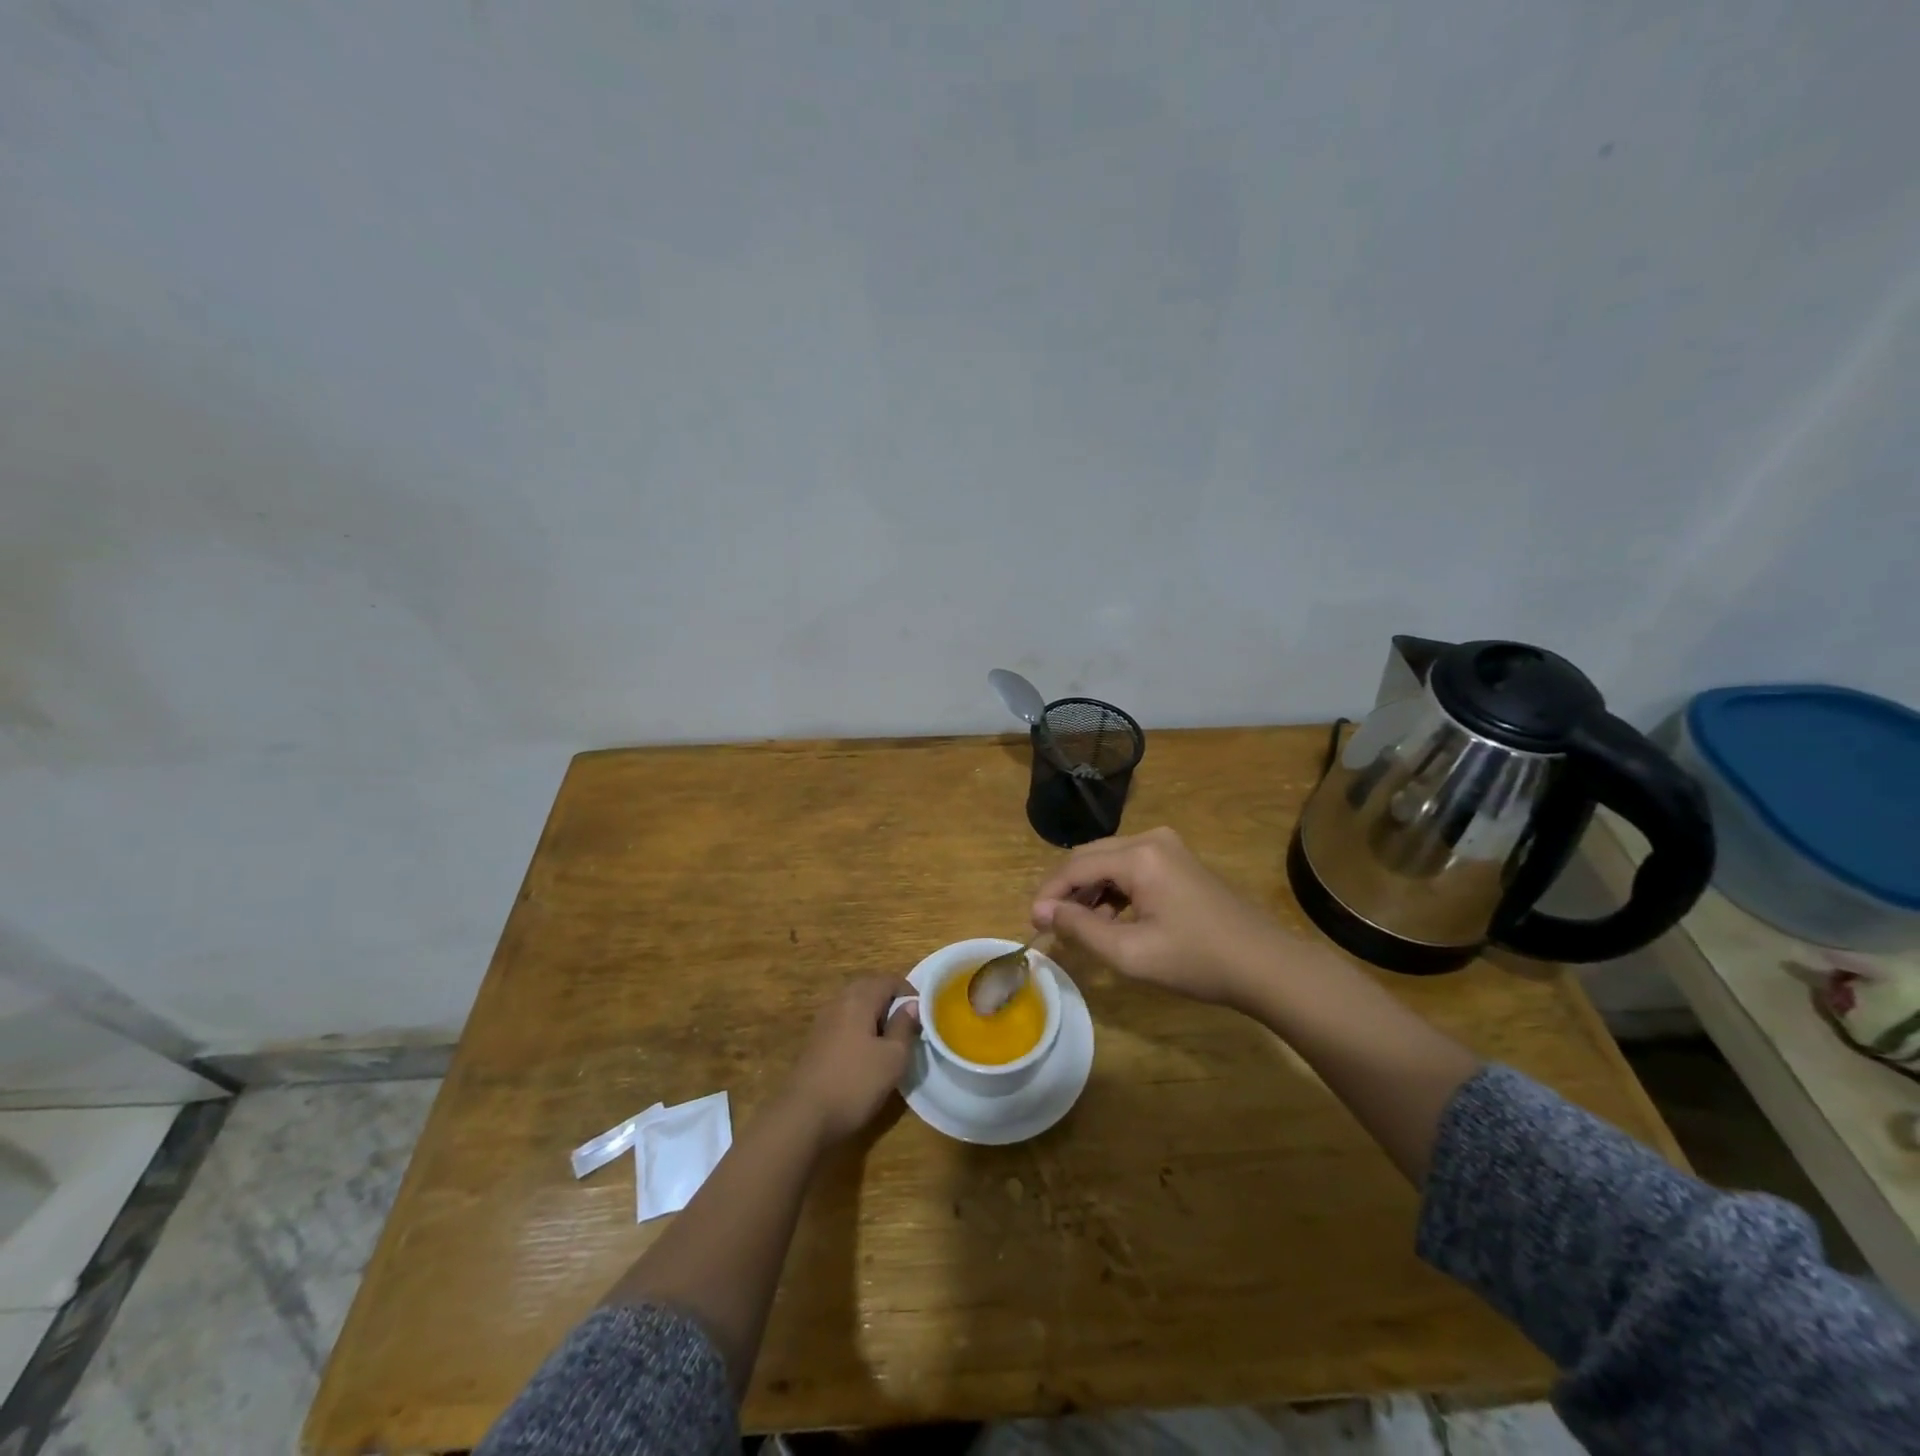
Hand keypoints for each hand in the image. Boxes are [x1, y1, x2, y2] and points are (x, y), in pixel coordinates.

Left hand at [780, 975, 919, 1145]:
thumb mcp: (893, 1058)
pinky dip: (859, 1028)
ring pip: (855, 1005)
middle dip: (891, 1001)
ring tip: (890, 1039)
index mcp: (859, 999)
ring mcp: (823, 1021)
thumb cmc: (855, 1083)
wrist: (803, 1116)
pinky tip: (866, 1053)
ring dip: (874, 1015)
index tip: (923, 1014)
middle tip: (908, 1024)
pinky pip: (843, 1022)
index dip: (909, 992)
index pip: (889, 980)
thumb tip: (912, 1006)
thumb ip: (904, 1027)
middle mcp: (838, 1002)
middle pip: (869, 988)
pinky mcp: (815, 1041)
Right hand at [1031, 827, 1296, 1006]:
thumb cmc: (1197, 961)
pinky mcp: (1179, 861)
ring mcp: (1168, 848)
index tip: (1033, 924)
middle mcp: (1151, 839)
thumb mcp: (1131, 953)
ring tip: (1081, 928)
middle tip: (1050, 924)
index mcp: (1139, 855)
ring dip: (1089, 891)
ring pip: (1110, 861)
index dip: (1049, 894)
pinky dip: (1113, 890)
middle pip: (1090, 856)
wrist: (1266, 966)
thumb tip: (1043, 912)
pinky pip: (1131, 867)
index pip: (1075, 865)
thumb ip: (1081, 929)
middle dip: (1066, 889)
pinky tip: (1111, 919)